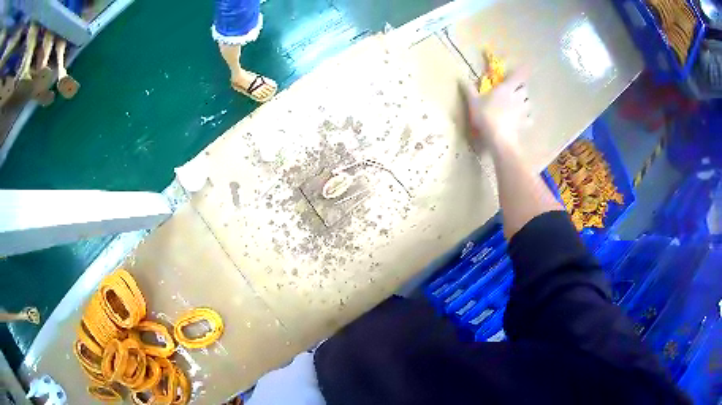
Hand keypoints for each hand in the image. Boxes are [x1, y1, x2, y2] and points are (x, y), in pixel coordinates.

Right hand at [463, 70, 531, 153]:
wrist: (498, 137)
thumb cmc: (486, 115)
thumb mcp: (473, 101)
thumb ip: (468, 89)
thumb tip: (460, 78)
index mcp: (506, 88)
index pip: (519, 76)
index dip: (523, 70)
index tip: (526, 66)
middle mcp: (517, 97)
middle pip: (525, 89)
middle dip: (521, 88)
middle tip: (516, 89)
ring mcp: (522, 111)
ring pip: (529, 103)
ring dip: (525, 102)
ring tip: (520, 104)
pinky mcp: (524, 123)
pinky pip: (529, 119)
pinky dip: (527, 118)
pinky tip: (522, 120)